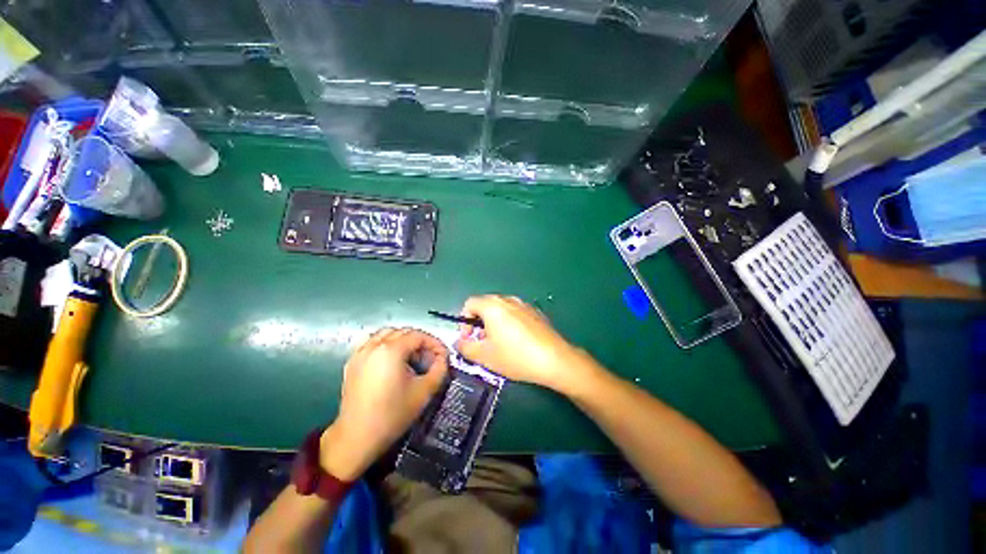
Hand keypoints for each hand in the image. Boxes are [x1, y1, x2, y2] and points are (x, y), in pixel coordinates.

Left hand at [320, 328, 448, 479]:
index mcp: (391, 350)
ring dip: (403, 340)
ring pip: (387, 334)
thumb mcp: (425, 391)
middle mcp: (374, 345)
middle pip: (403, 332)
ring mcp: (360, 353)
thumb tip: (443, 358)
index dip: (434, 343)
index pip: (419, 336)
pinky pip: (372, 343)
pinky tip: (391, 360)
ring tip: (412, 357)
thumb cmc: (393, 414)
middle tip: (430, 358)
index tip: (443, 355)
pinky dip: (385, 345)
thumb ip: (440, 369)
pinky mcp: (352, 363)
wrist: (358, 437)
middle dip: (420, 342)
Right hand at [455, 295, 583, 391]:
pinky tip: (517, 342)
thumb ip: (465, 347)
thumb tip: (459, 342)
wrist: (555, 359)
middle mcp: (508, 300)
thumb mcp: (485, 356)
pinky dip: (509, 323)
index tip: (469, 338)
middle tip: (482, 343)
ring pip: (501, 309)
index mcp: (493, 306)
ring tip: (499, 344)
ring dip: (493, 323)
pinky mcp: (535, 312)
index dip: (464, 321)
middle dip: (478, 323)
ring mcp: (524, 304)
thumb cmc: (516, 356)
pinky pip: (515, 313)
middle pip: (485, 305)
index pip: (469, 303)